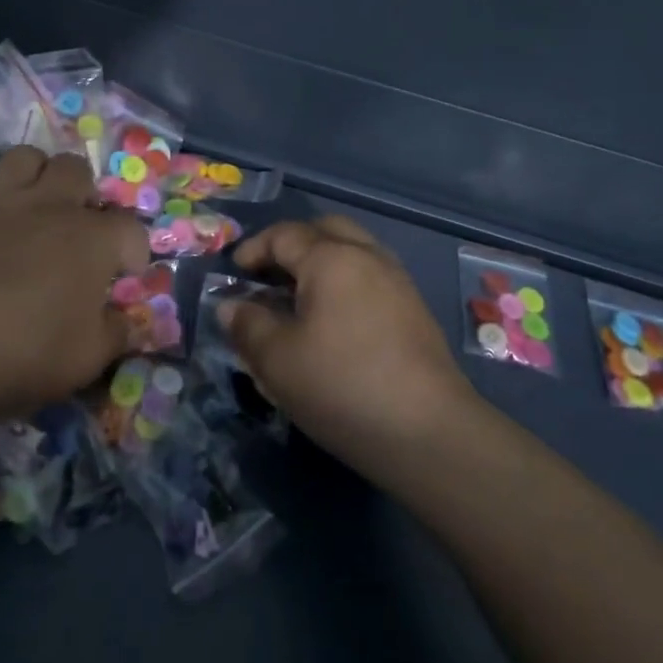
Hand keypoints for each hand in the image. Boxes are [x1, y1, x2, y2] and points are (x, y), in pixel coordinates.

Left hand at [0, 146, 147, 422]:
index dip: (133, 251)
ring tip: (33, 203)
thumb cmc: (26, 351)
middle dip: (83, 192)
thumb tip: (126, 324)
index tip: (124, 275)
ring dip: (34, 174)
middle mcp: (50, 206)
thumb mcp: (88, 358)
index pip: (129, 229)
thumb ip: (114, 335)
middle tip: (77, 226)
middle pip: (76, 169)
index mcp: (92, 238)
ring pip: (24, 157)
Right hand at [220, 216, 474, 469]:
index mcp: (331, 258)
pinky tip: (334, 323)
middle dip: (293, 244)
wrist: (430, 432)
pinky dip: (345, 284)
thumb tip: (232, 305)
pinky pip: (371, 277)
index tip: (234, 274)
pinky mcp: (415, 311)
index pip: (284, 234)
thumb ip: (248, 325)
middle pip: (325, 230)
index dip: (254, 249)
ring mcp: (397, 282)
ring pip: (353, 251)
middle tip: (269, 276)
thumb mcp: (277, 360)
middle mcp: (367, 256)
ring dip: (322, 263)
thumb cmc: (342, 386)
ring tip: (298, 300)